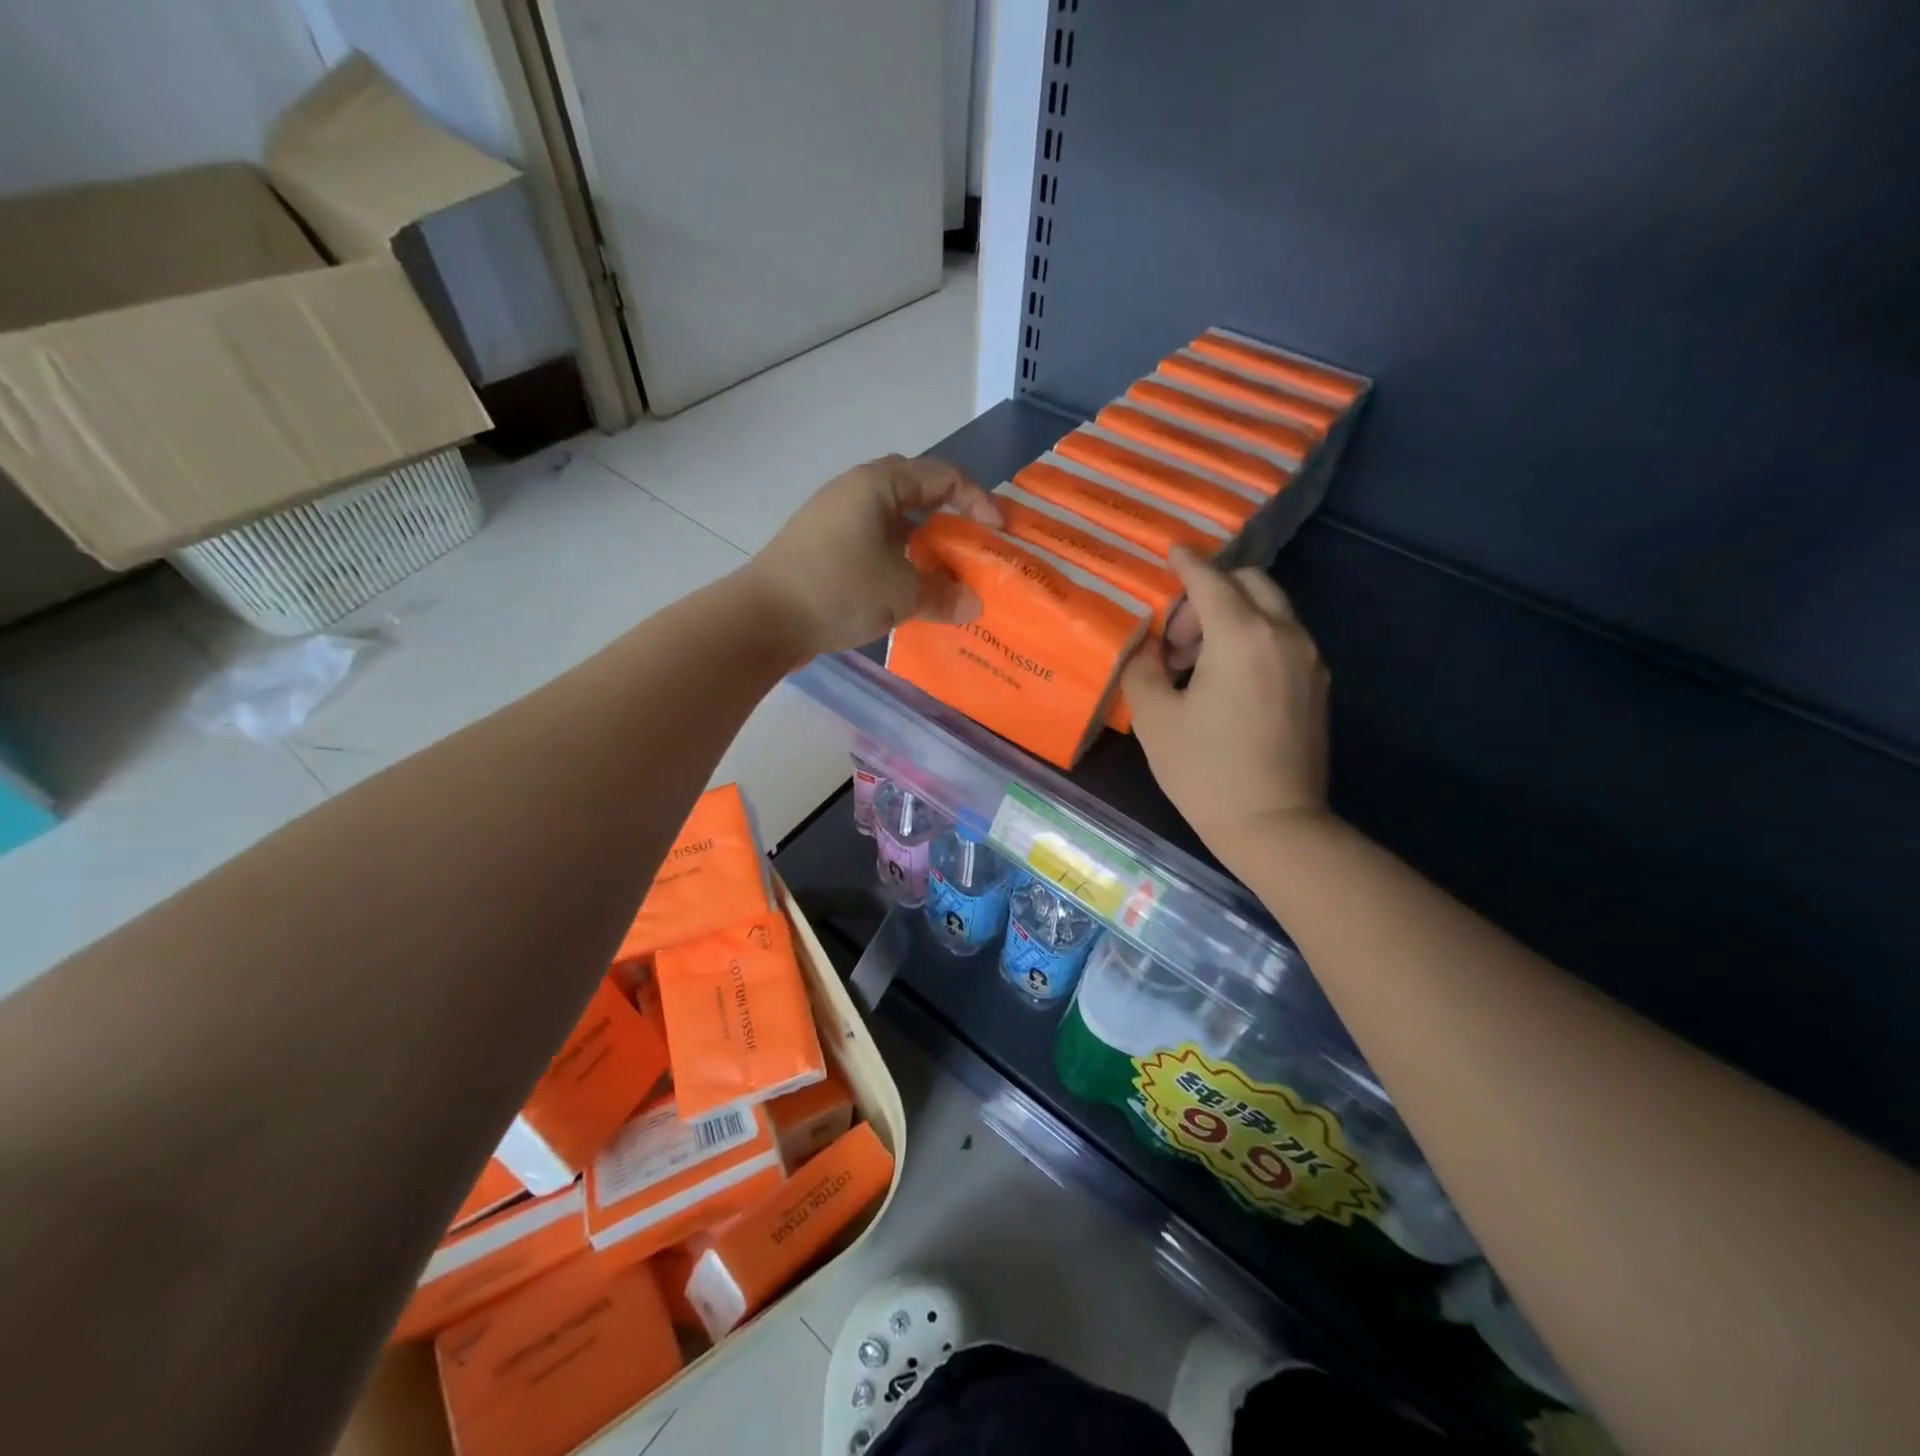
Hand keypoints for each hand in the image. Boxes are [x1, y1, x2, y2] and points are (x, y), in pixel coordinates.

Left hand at [744, 455, 1001, 658]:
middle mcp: (854, 491)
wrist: (762, 619)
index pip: (942, 477)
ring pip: (892, 521)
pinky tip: (906, 588)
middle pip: (915, 491)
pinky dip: (897, 559)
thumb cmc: (838, 590)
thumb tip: (975, 605)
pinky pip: (873, 542)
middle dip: (947, 516)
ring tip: (943, 572)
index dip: (977, 500)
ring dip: (921, 542)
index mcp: (877, 485)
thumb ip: (944, 596)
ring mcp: (834, 518)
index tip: (997, 532)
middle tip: (969, 545)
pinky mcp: (821, 547)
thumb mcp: (901, 594)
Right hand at [1122, 548, 1331, 858]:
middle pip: (1249, 583)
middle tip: (1176, 639)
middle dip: (1209, 594)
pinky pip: (1283, 639)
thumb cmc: (1205, 771)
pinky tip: (1226, 682)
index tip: (1171, 552)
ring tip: (1196, 665)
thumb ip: (1142, 668)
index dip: (1187, 563)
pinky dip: (1253, 639)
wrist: (1274, 825)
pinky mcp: (1317, 685)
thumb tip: (1143, 647)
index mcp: (1241, 636)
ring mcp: (1308, 660)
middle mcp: (1283, 635)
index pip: (1211, 580)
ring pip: (1270, 610)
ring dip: (1231, 617)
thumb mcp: (1155, 718)